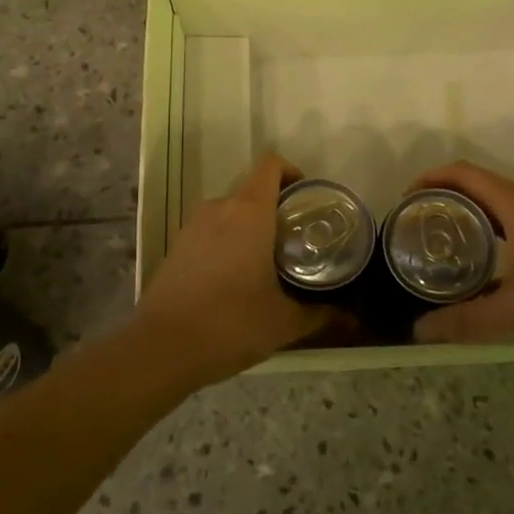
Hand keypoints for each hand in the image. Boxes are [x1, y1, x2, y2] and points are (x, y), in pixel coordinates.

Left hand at [136, 152, 331, 385]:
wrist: (162, 348)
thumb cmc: (231, 323)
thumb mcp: (284, 322)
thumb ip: (320, 314)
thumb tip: (351, 316)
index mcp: (249, 212)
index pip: (270, 165)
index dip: (292, 172)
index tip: (306, 200)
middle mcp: (219, 208)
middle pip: (252, 190)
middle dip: (275, 210)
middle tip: (295, 242)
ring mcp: (192, 226)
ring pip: (230, 212)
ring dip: (249, 228)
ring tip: (267, 264)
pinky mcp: (176, 246)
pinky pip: (210, 232)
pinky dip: (226, 243)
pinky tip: (234, 281)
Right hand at [409, 161, 513, 353]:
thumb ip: (465, 321)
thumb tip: (418, 331)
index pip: (464, 174)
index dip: (431, 178)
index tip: (405, 200)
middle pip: (476, 186)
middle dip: (443, 198)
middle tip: (415, 225)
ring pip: (495, 208)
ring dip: (466, 216)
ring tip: (439, 245)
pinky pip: (511, 227)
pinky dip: (487, 235)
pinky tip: (480, 270)